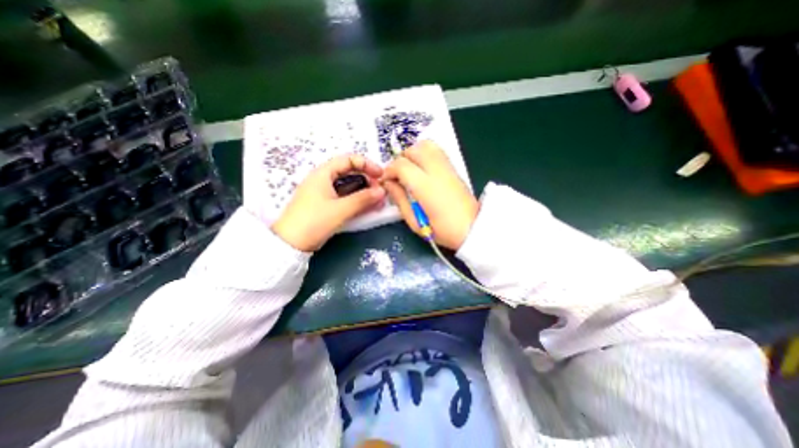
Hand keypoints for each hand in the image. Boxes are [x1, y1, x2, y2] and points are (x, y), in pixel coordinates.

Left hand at [271, 155, 386, 251]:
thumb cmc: (314, 222)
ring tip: (377, 201)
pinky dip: (357, 200)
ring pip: (348, 186)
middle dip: (367, 180)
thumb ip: (363, 199)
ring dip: (364, 192)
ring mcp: (324, 193)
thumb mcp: (340, 209)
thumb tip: (382, 191)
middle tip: (380, 192)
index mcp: (323, 174)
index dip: (367, 164)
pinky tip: (366, 208)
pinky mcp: (325, 205)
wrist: (290, 244)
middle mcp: (323, 180)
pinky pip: (345, 198)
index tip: (381, 175)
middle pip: (350, 173)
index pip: (349, 160)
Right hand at [382, 140, 475, 249]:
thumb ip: (400, 200)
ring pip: (426, 145)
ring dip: (413, 153)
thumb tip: (389, 184)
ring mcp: (447, 168)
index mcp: (425, 187)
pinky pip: (437, 151)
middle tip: (397, 175)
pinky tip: (422, 168)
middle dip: (400, 159)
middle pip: (413, 150)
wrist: (473, 229)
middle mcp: (436, 171)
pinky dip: (425, 153)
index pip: (402, 165)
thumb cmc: (443, 231)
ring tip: (409, 169)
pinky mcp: (454, 168)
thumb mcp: (415, 222)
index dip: (389, 171)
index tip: (387, 181)